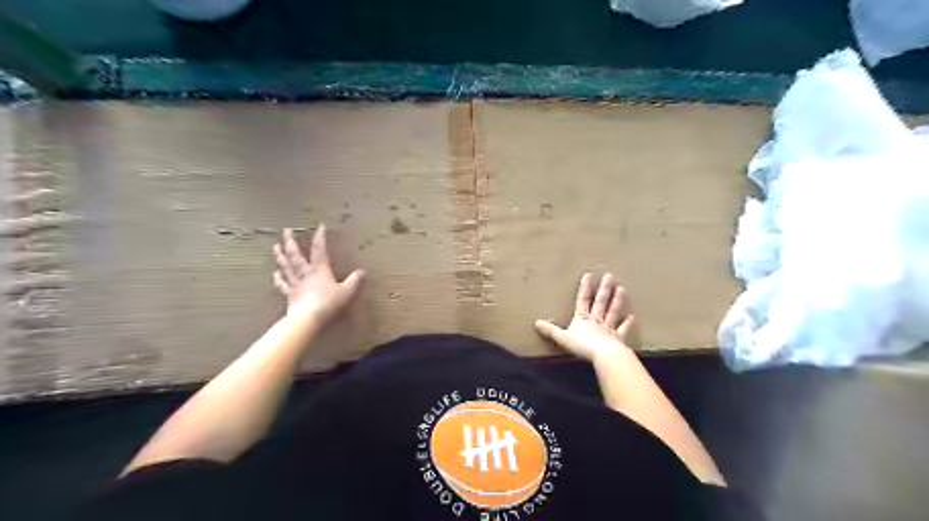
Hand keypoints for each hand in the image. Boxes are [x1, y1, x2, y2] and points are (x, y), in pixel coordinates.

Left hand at [272, 224, 364, 324]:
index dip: (320, 238)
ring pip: (286, 267)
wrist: (307, 320)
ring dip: (281, 256)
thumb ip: (355, 281)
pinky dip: (279, 279)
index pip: (319, 250)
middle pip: (296, 255)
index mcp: (319, 270)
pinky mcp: (290, 296)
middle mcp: (305, 274)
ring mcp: (295, 284)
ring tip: (275, 246)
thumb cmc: (329, 304)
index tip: (319, 226)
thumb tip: (362, 272)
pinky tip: (275, 274)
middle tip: (285, 230)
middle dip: (291, 242)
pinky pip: (283, 285)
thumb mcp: (348, 292)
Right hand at [533, 274, 635, 362]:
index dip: (585, 288)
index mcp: (582, 318)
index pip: (583, 300)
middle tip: (610, 276)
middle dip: (604, 289)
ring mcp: (608, 328)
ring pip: (612, 311)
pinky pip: (623, 329)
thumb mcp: (562, 338)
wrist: (603, 355)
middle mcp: (596, 319)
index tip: (589, 275)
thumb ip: (550, 330)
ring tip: (622, 288)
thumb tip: (536, 322)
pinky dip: (627, 323)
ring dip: (617, 300)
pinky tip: (632, 317)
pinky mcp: (618, 338)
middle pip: (600, 302)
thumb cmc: (582, 345)